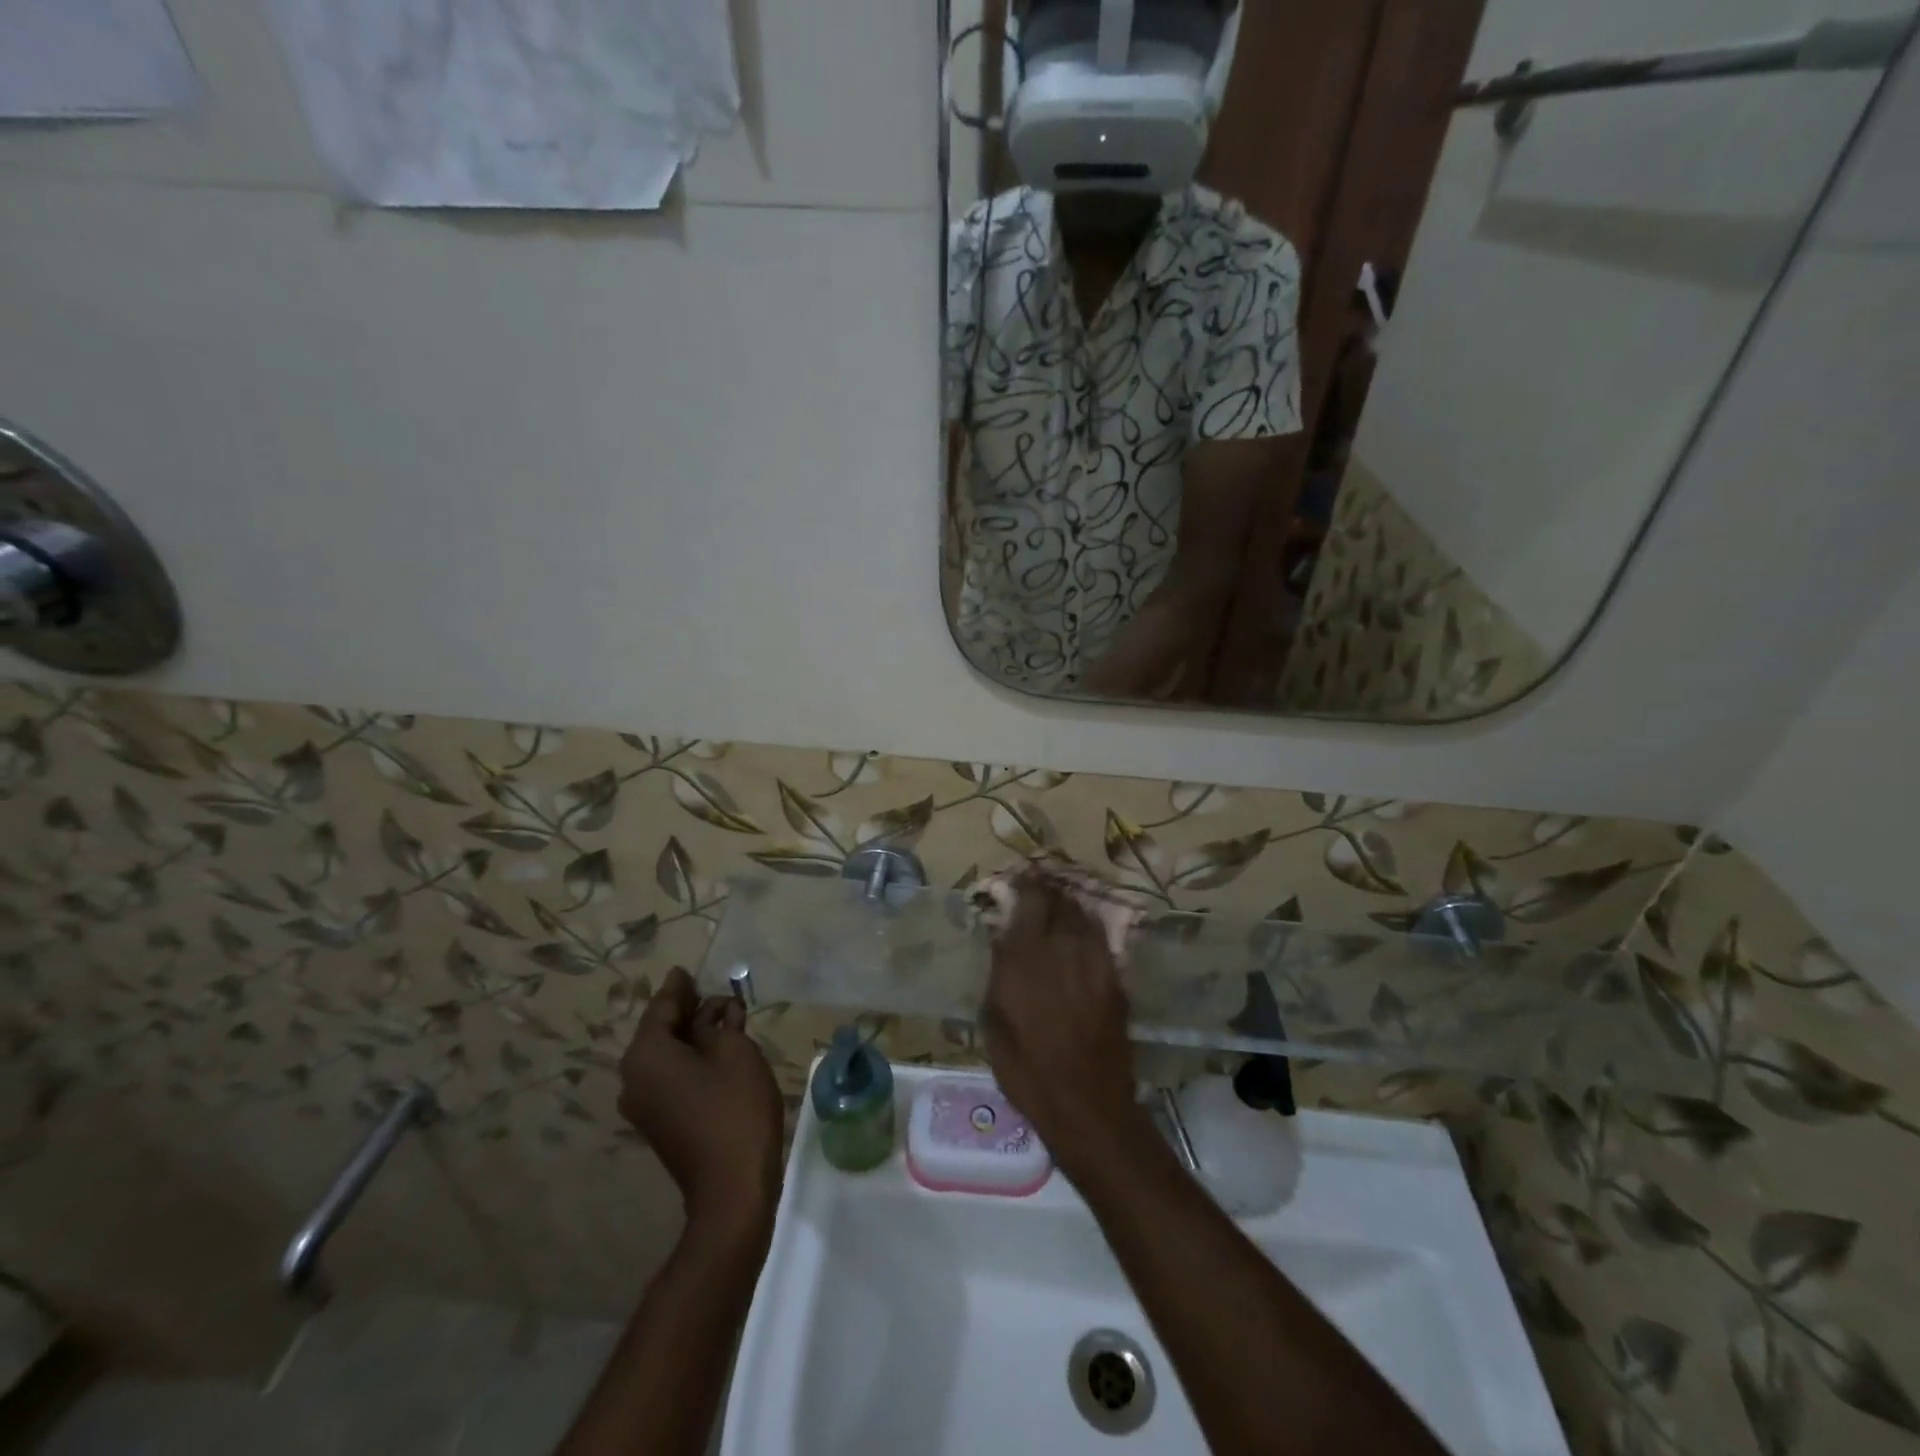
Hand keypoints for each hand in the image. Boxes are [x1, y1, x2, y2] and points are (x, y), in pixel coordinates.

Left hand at [619, 966, 783, 1235]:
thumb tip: (711, 1012)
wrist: (731, 1188)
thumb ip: (719, 1022)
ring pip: (668, 1055)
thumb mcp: (734, 1051)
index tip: (685, 969)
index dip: (680, 987)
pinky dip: (692, 1059)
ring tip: (727, 1018)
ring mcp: (644, 1104)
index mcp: (646, 1054)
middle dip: (691, 1011)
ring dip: (695, 1036)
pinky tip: (720, 1050)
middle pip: (662, 1030)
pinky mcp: (660, 1122)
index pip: (663, 1006)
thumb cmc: (735, 1108)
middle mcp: (634, 1077)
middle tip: (718, 994)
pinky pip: (671, 1077)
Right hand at [982, 874, 1146, 1172]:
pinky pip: (1100, 938)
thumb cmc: (1025, 1068)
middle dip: (1047, 890)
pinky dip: (1087, 927)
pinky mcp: (1115, 977)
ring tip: (1059, 905)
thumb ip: (999, 971)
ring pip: (1083, 914)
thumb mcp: (994, 1019)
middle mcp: (1062, 947)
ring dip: (1069, 905)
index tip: (1016, 881)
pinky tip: (1080, 934)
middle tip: (1037, 890)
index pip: (1029, 898)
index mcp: (1025, 955)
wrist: (1085, 1103)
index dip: (1023, 883)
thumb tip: (1003, 937)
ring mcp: (1094, 960)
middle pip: (1059, 900)